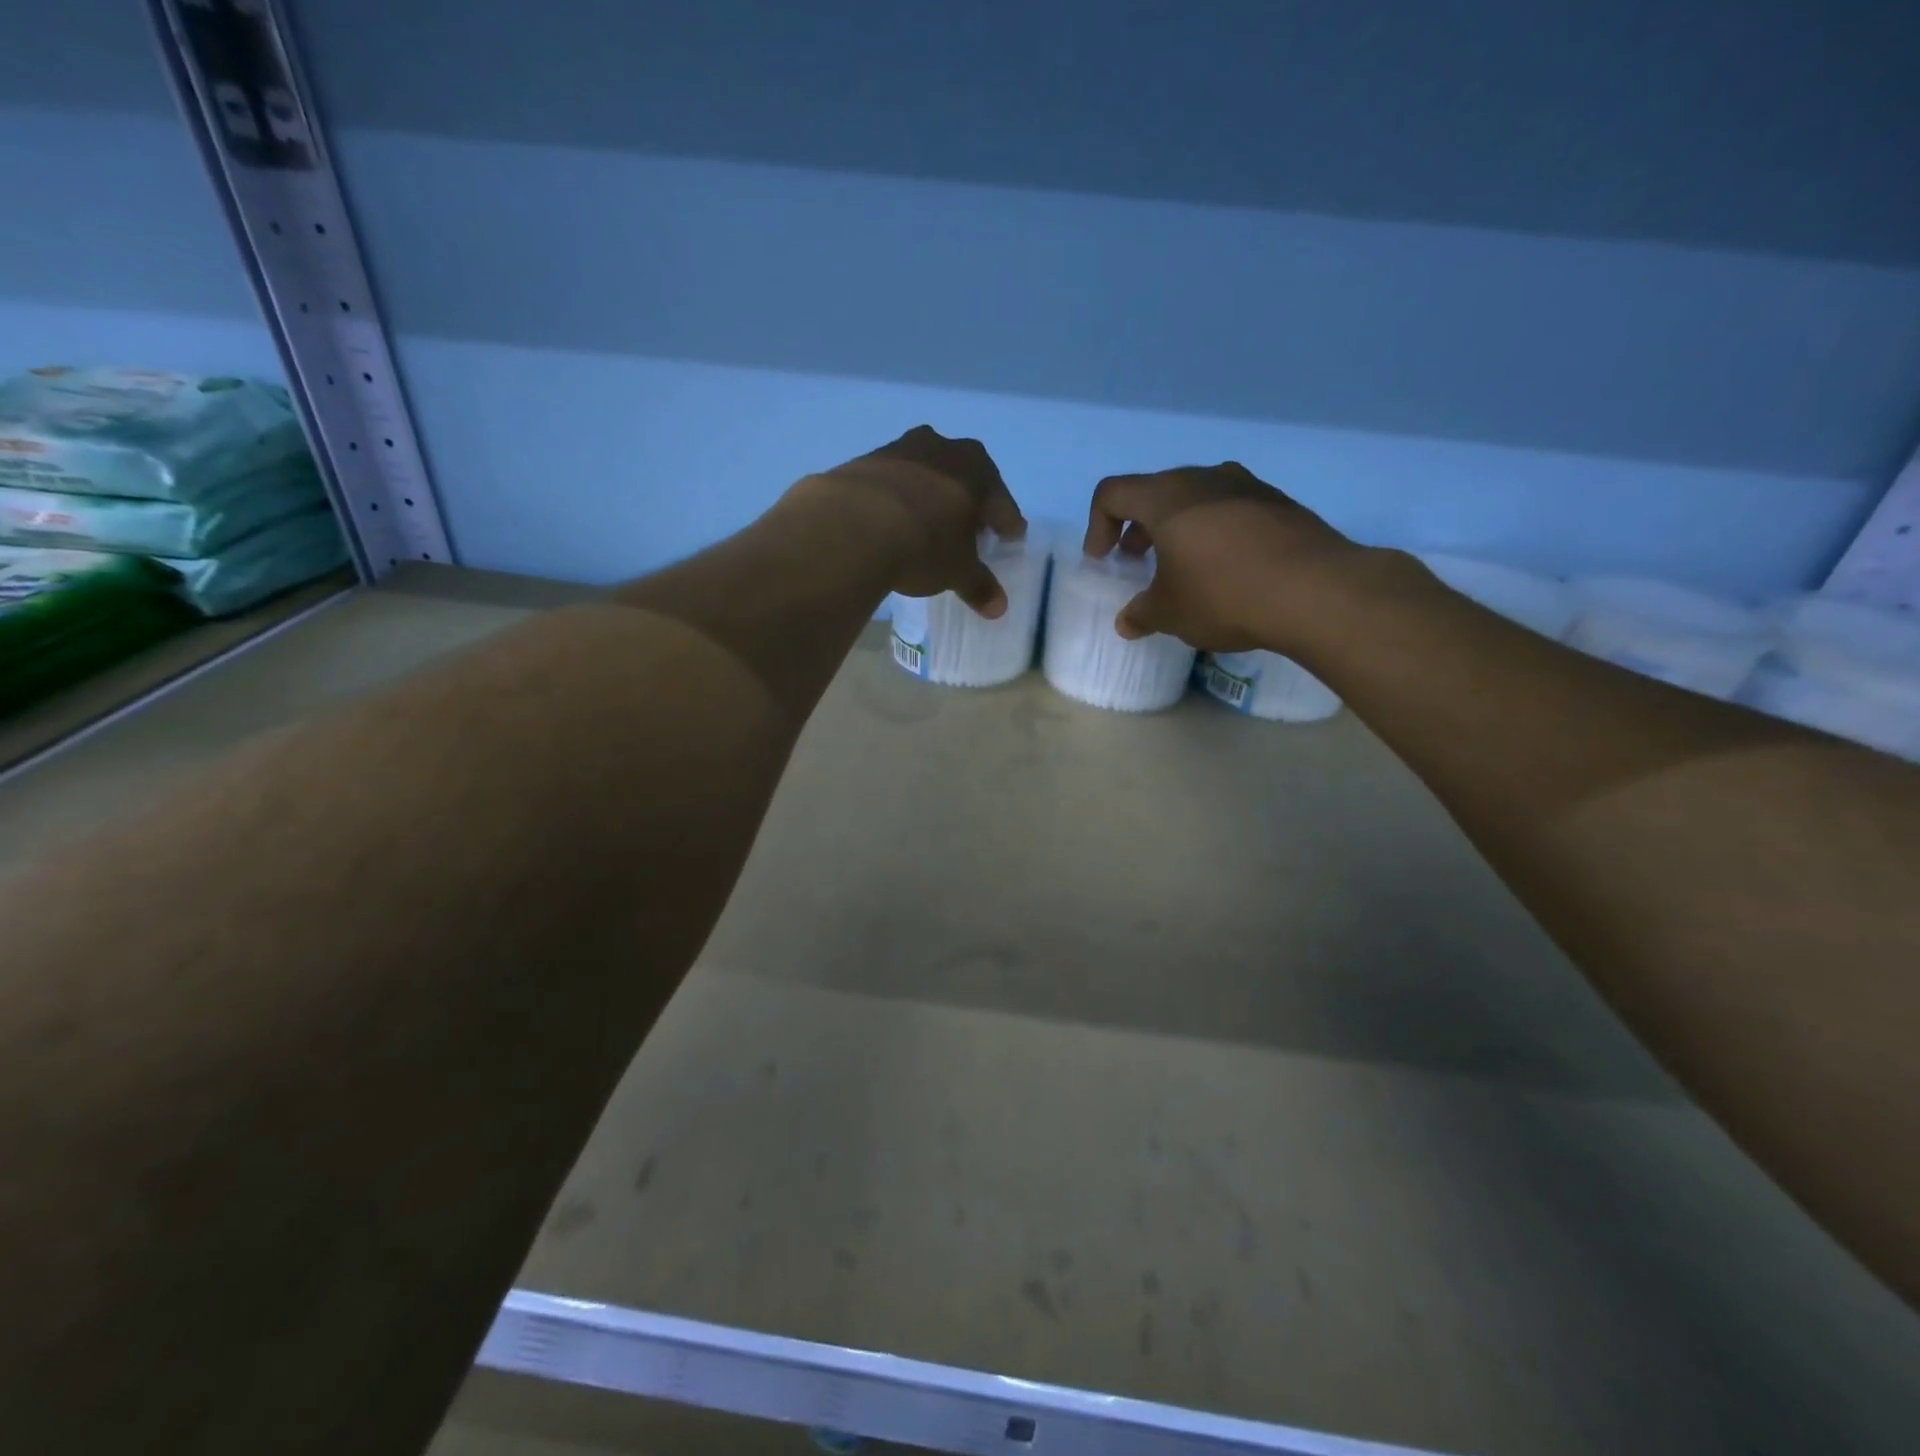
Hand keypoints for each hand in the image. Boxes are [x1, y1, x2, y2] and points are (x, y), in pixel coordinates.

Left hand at [804, 426, 1026, 617]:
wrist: (852, 525)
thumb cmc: (924, 545)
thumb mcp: (957, 571)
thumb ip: (979, 586)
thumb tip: (998, 608)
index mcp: (977, 469)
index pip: (1001, 501)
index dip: (1007, 523)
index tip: (1010, 537)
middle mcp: (942, 448)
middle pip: (964, 478)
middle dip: (969, 503)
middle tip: (969, 529)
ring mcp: (900, 449)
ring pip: (926, 475)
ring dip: (930, 496)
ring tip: (928, 524)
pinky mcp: (863, 462)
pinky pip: (891, 483)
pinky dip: (897, 499)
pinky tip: (891, 520)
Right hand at [1083, 462, 1361, 651]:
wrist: (1316, 591)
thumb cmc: (1224, 595)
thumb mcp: (1170, 613)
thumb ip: (1142, 613)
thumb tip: (1127, 622)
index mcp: (1166, 497)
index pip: (1112, 493)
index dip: (1098, 525)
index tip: (1104, 559)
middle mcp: (1205, 479)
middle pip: (1156, 491)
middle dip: (1138, 526)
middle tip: (1138, 560)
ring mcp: (1248, 486)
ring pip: (1197, 497)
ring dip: (1179, 527)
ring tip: (1184, 565)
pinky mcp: (1280, 503)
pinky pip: (1232, 509)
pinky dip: (1216, 531)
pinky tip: (1229, 568)